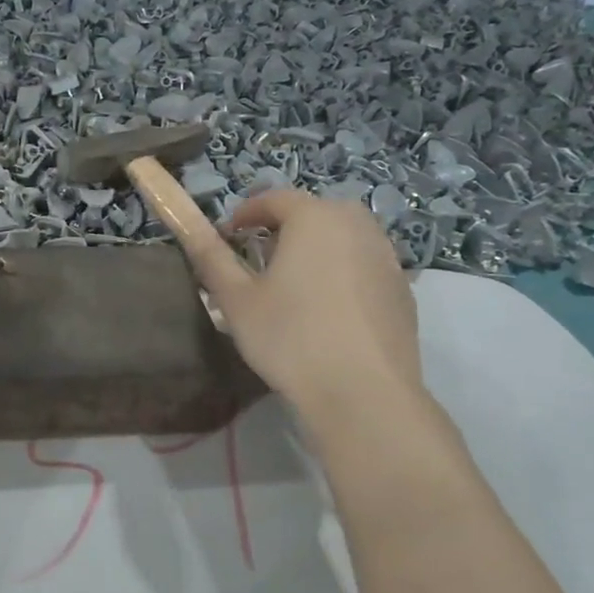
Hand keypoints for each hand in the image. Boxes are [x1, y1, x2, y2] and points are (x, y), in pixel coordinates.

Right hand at [170, 190, 422, 411]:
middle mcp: (357, 225)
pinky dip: (341, 274)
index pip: (274, 198)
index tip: (229, 236)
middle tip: (259, 261)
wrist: (364, 394)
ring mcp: (387, 256)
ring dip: (315, 250)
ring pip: (342, 238)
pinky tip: (327, 312)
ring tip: (294, 286)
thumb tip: (190, 229)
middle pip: (313, 213)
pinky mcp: (403, 289)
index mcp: (315, 218)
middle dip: (283, 229)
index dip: (246, 213)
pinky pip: (363, 266)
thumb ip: (211, 258)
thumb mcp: (237, 300)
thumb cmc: (290, 338)